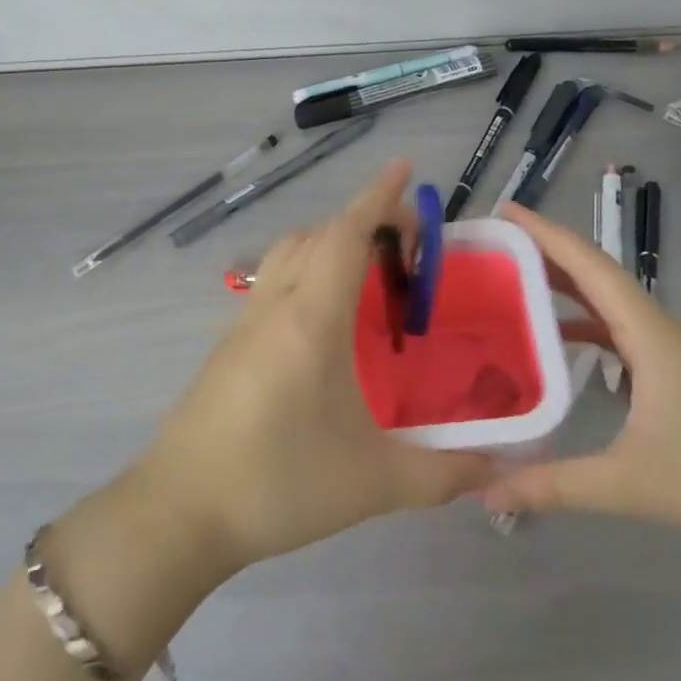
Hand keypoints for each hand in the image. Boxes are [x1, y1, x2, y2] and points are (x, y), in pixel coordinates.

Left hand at [134, 160, 494, 571]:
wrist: (181, 512)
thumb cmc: (279, 484)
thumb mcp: (373, 483)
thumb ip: (443, 473)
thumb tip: (499, 468)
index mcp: (311, 319)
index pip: (346, 235)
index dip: (378, 197)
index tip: (404, 168)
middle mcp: (274, 305)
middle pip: (318, 236)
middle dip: (362, 222)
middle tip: (407, 245)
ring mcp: (244, 323)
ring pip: (288, 254)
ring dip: (328, 244)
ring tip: (369, 276)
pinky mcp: (228, 345)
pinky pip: (272, 283)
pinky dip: (305, 273)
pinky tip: (324, 322)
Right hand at [482, 203, 680, 565]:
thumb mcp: (629, 485)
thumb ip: (554, 486)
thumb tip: (487, 493)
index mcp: (650, 335)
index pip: (590, 267)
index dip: (546, 234)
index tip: (506, 210)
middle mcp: (659, 331)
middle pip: (596, 274)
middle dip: (546, 252)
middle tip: (495, 244)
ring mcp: (671, 351)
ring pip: (609, 302)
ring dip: (565, 284)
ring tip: (515, 281)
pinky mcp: (676, 373)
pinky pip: (620, 330)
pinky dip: (584, 323)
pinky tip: (559, 341)